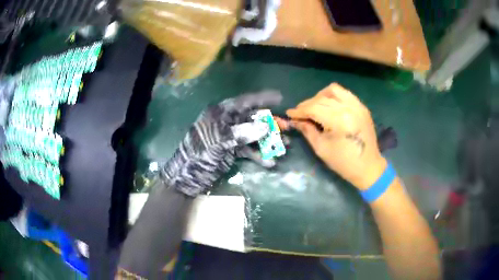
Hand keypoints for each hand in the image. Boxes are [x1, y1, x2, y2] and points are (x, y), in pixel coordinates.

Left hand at [161, 91, 282, 196]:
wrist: (186, 176)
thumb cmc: (198, 155)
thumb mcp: (218, 142)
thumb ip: (241, 133)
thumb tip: (265, 127)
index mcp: (221, 114)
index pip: (244, 102)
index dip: (262, 99)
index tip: (280, 98)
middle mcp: (227, 122)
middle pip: (253, 119)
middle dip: (270, 124)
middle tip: (287, 129)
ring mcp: (230, 137)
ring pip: (253, 135)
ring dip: (268, 141)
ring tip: (284, 146)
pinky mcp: (232, 150)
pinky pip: (249, 150)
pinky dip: (259, 155)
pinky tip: (270, 163)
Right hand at [285, 83, 386, 189]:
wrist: (368, 167)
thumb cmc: (343, 162)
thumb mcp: (321, 148)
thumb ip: (307, 130)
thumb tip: (295, 120)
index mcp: (338, 121)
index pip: (313, 108)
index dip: (299, 110)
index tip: (289, 114)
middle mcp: (348, 108)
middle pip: (321, 99)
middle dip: (307, 105)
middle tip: (300, 113)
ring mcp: (357, 105)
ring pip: (333, 90)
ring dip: (320, 96)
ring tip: (315, 106)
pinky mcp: (362, 107)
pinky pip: (345, 93)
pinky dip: (334, 96)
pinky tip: (329, 105)